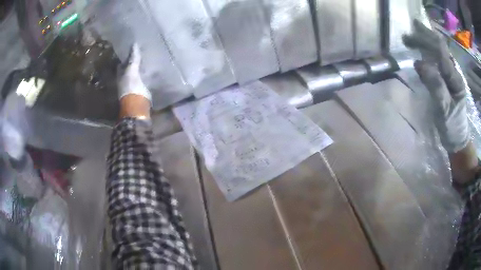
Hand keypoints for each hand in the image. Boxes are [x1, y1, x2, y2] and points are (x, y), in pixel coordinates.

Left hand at [118, 44, 151, 119]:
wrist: (137, 105)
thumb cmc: (131, 87)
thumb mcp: (131, 71)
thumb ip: (133, 59)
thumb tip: (134, 44)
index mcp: (121, 75)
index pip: (122, 63)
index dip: (126, 56)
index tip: (132, 48)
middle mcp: (125, 79)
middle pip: (129, 68)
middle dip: (134, 60)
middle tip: (142, 50)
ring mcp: (133, 84)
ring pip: (137, 72)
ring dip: (141, 66)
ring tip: (148, 56)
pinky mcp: (141, 89)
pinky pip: (143, 78)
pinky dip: (146, 73)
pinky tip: (152, 68)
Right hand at [404, 19, 477, 183]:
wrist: (458, 139)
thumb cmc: (452, 127)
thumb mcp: (444, 110)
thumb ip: (435, 86)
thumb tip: (419, 63)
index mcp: (455, 78)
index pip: (441, 51)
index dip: (425, 42)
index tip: (409, 41)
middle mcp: (454, 71)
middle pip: (440, 46)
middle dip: (423, 37)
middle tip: (407, 36)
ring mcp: (451, 74)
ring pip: (439, 50)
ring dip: (425, 40)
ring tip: (411, 37)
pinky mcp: (448, 79)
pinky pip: (438, 58)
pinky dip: (428, 50)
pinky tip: (421, 48)